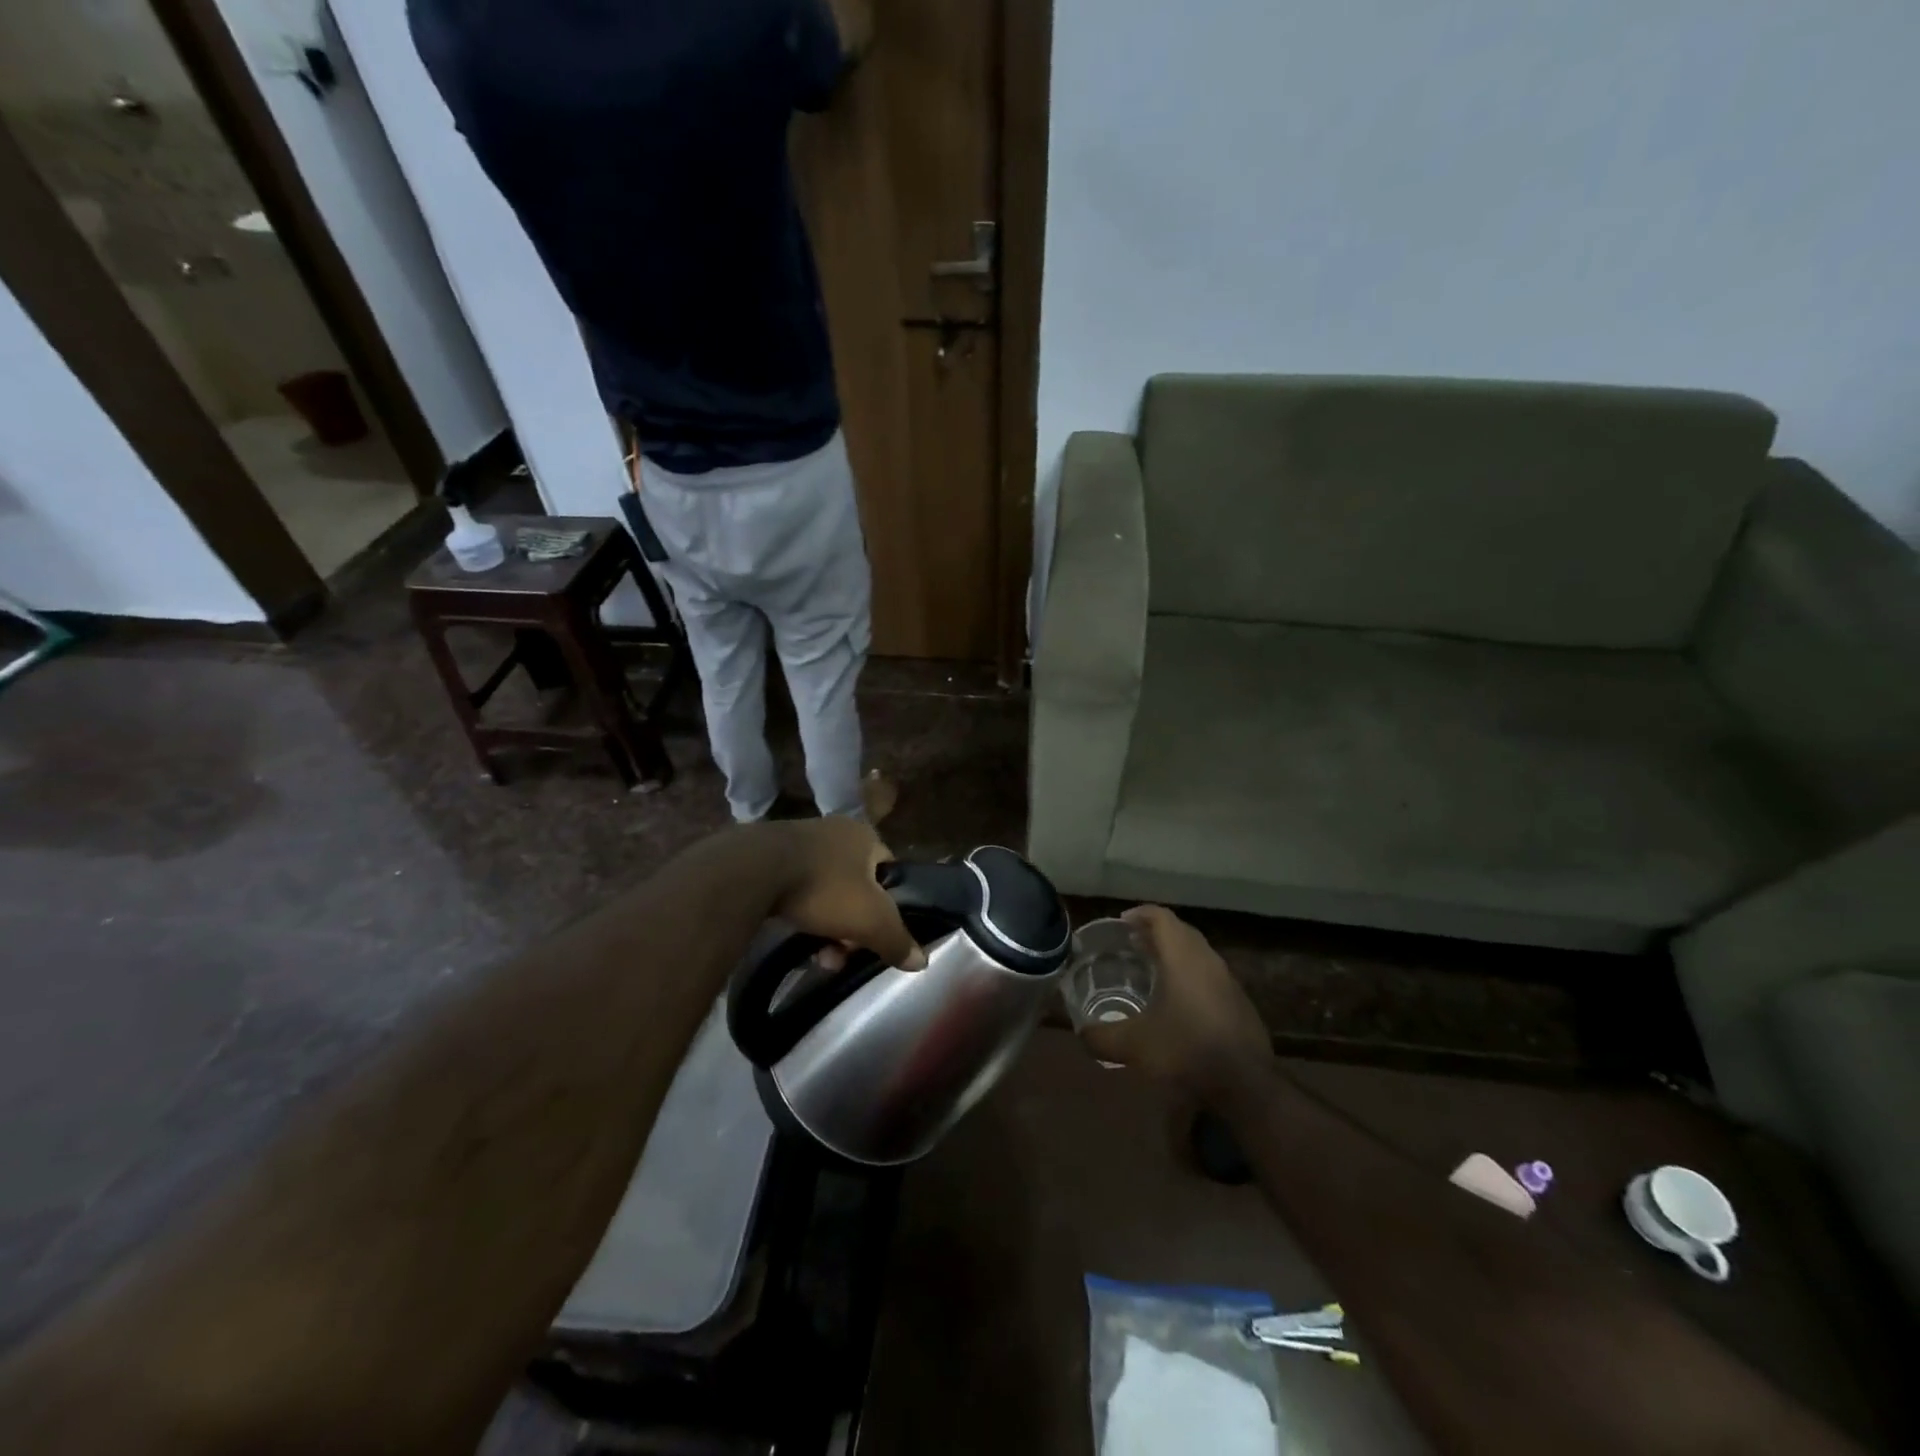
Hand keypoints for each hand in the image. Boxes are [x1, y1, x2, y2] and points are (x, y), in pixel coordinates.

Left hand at [771, 817, 925, 970]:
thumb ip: (898, 940)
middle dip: (853, 923)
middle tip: (844, 952)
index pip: (888, 870)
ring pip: (825, 889)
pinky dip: (800, 910)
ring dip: (827, 924)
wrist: (753, 871)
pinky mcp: (769, 855)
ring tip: (818, 955)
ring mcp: (799, 840)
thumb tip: (923, 961)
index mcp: (865, 835)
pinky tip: (793, 933)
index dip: (888, 904)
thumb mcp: (871, 920)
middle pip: (856, 885)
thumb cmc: (824, 887)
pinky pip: (795, 887)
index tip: (876, 933)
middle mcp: (835, 830)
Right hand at [1081, 906, 1268, 1090]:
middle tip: (1131, 943)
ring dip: (1174, 953)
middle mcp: (1207, 961)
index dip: (1140, 914)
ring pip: (1198, 952)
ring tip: (1151, 969)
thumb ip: (1101, 1037)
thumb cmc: (1186, 1051)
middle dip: (1155, 932)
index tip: (1121, 922)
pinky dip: (1190, 974)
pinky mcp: (1240, 1002)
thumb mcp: (1134, 1046)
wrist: (1246, 1086)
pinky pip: (1210, 974)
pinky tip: (1178, 1001)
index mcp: (1182, 958)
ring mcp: (1228, 981)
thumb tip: (1081, 1033)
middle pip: (1181, 931)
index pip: (1162, 918)